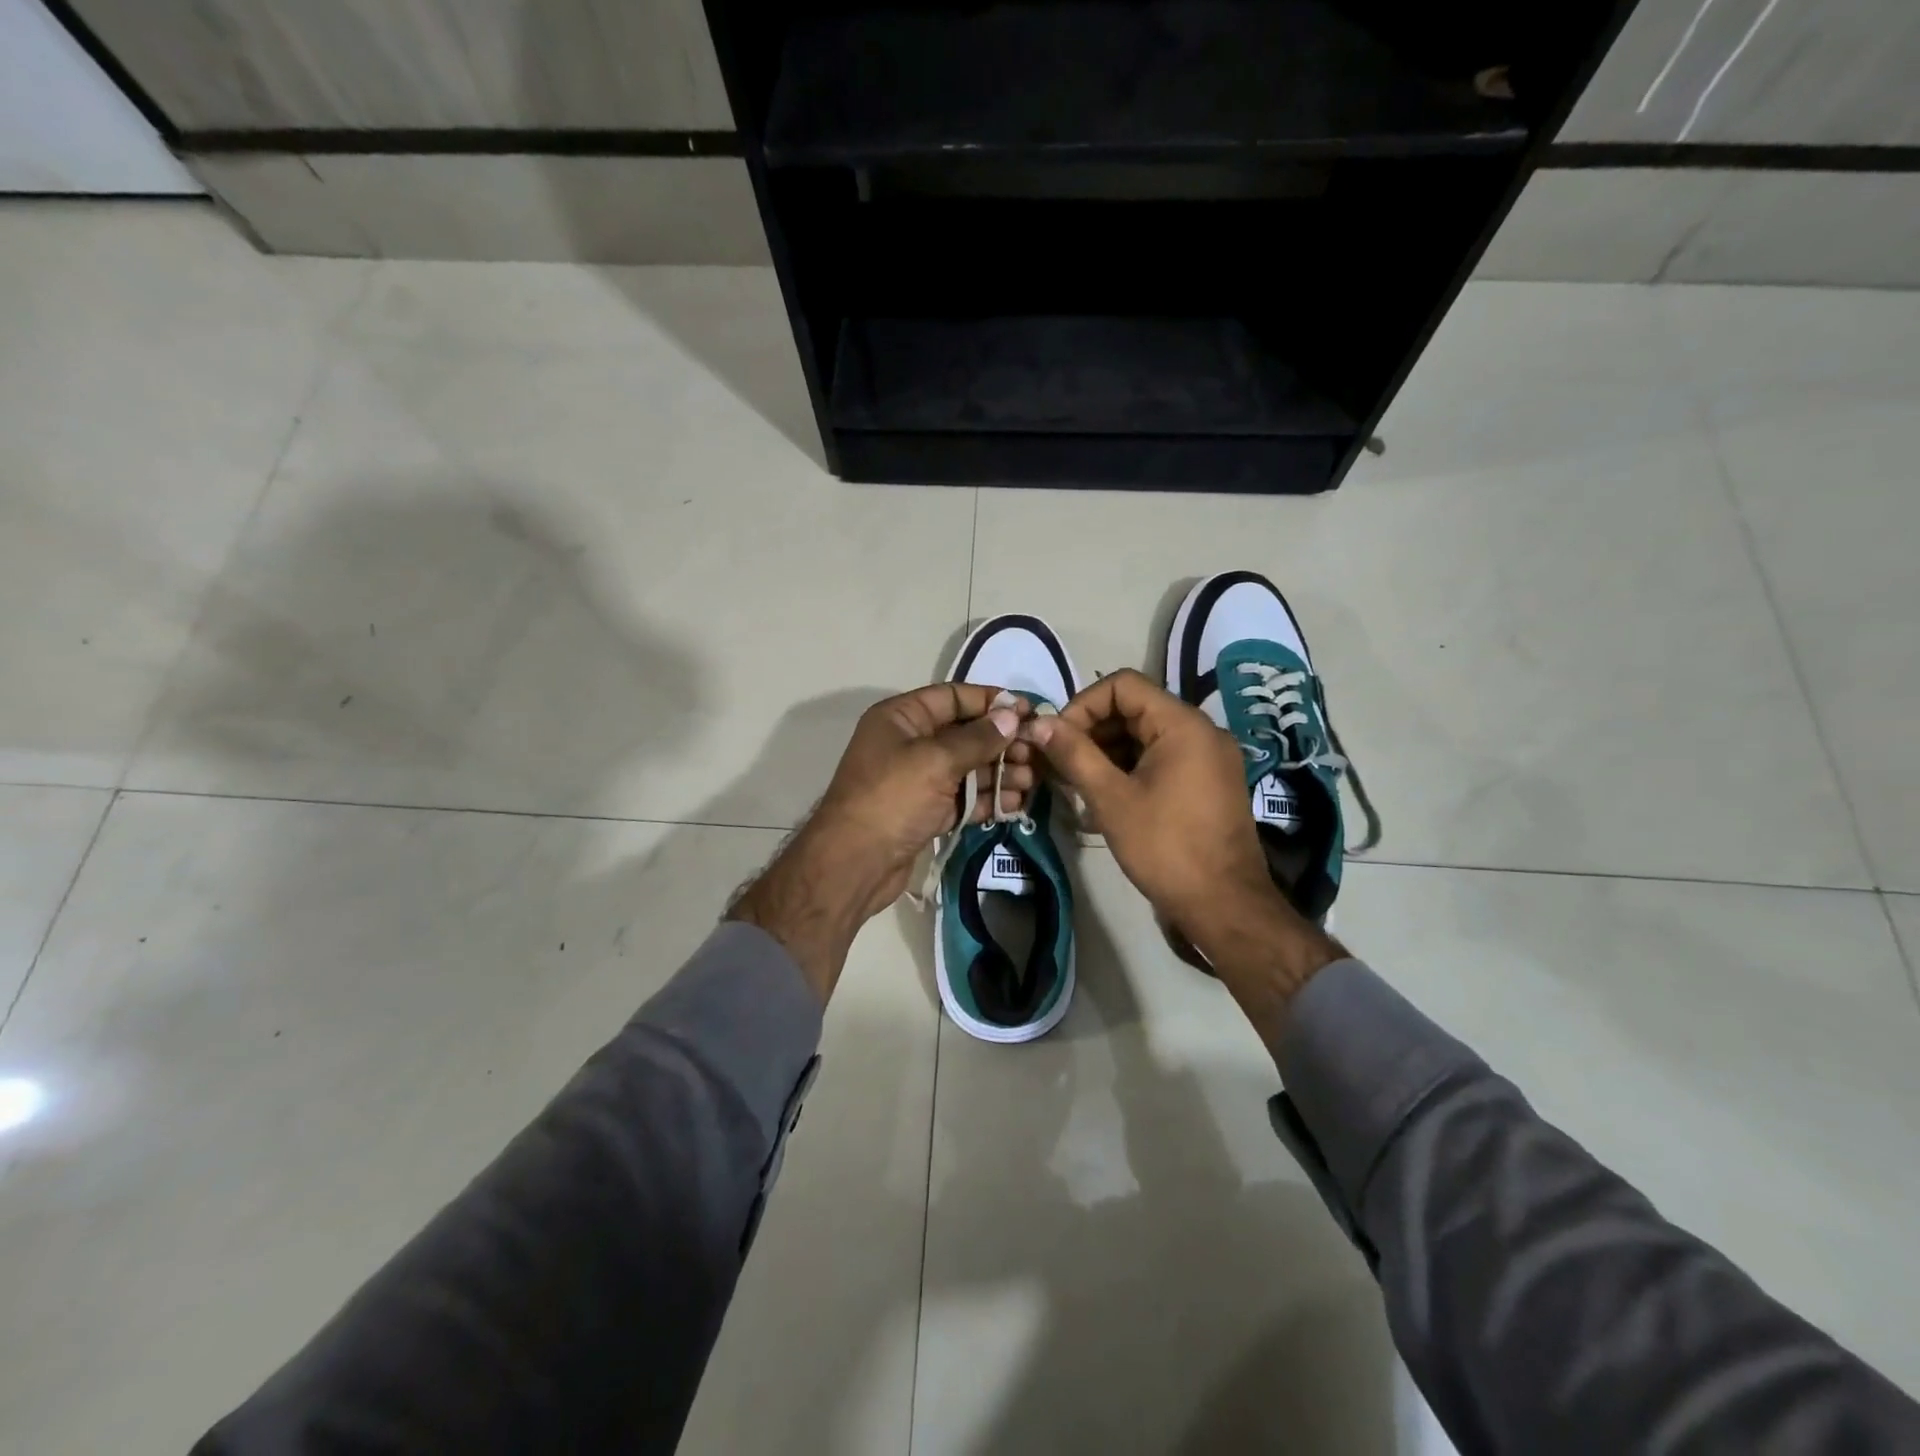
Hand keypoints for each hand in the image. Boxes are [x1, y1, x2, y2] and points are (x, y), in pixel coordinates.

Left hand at [730, 684, 1030, 1000]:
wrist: (854, 864)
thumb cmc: (891, 799)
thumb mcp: (936, 761)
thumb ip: (977, 738)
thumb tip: (1011, 716)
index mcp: (901, 718)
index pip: (952, 697)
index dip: (990, 701)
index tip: (1027, 711)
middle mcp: (908, 743)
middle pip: (964, 734)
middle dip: (1001, 742)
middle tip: (1038, 753)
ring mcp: (917, 779)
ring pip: (967, 768)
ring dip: (1000, 772)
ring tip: (1034, 780)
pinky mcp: (925, 811)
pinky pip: (962, 797)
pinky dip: (987, 799)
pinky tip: (1017, 804)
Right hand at [1020, 670, 1270, 946]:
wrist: (1224, 906)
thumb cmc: (1165, 848)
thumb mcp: (1111, 798)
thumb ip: (1074, 754)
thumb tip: (1039, 723)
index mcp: (1183, 725)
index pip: (1123, 685)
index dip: (1083, 704)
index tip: (1058, 738)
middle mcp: (1202, 731)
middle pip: (1135, 708)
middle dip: (1092, 730)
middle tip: (1060, 763)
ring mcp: (1208, 758)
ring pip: (1146, 736)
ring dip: (1107, 752)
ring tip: (1075, 783)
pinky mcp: (1207, 783)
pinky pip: (1161, 759)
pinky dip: (1129, 769)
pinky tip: (1102, 797)